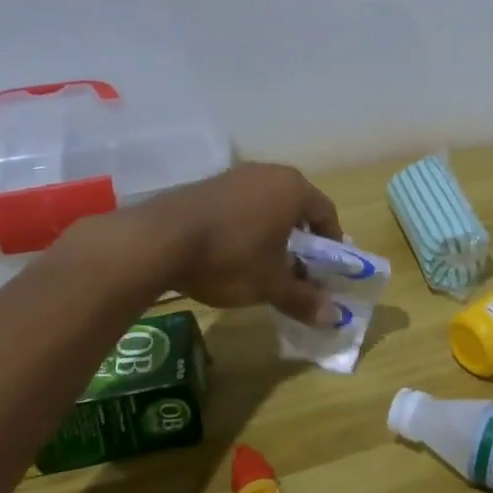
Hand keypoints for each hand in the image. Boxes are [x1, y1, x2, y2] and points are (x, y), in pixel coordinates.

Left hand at [72, 163, 343, 324]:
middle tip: (296, 269)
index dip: (331, 244)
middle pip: (297, 207)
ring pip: (267, 204)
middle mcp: (269, 173)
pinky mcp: (207, 184)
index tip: (325, 270)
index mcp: (295, 189)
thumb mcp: (270, 284)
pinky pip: (240, 204)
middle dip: (300, 239)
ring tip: (261, 264)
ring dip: (271, 232)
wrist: (157, 240)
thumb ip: (304, 298)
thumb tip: (335, 319)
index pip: (327, 214)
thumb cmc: (230, 257)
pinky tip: (230, 252)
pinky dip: (245, 226)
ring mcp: (236, 176)